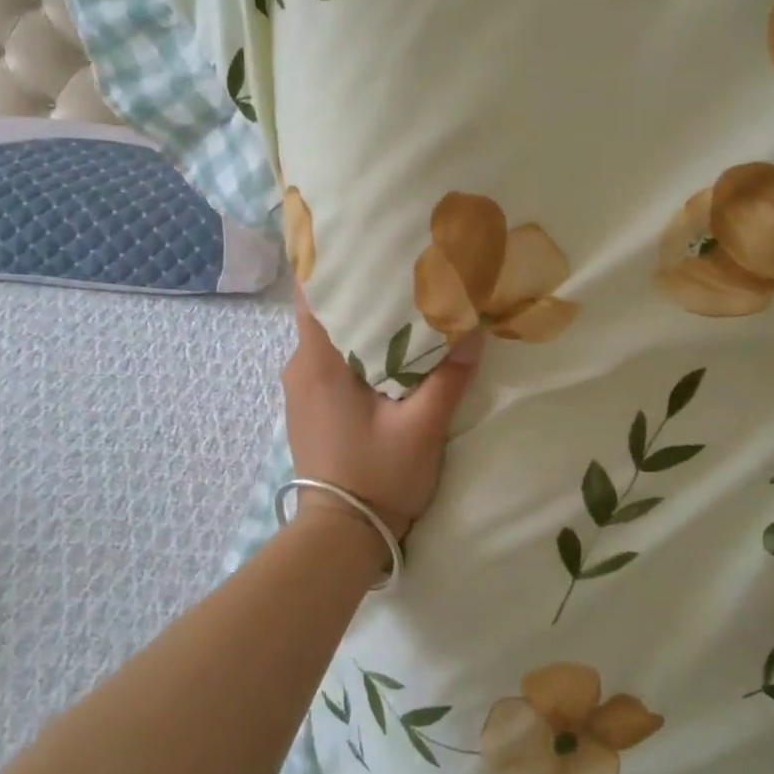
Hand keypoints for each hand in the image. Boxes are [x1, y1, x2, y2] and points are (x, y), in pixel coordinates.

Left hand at [282, 285, 484, 543]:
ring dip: (355, 317)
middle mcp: (299, 367)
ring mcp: (300, 389)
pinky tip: (385, 343)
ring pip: (326, 336)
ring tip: (396, 296)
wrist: (340, 536)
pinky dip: (352, 344)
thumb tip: (475, 331)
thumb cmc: (377, 477)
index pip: (311, 293)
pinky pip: (327, 359)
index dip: (329, 261)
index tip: (358, 237)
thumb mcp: (422, 427)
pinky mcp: (309, 406)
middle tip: (395, 261)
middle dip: (354, 285)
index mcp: (317, 362)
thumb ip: (448, 377)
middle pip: (322, 310)